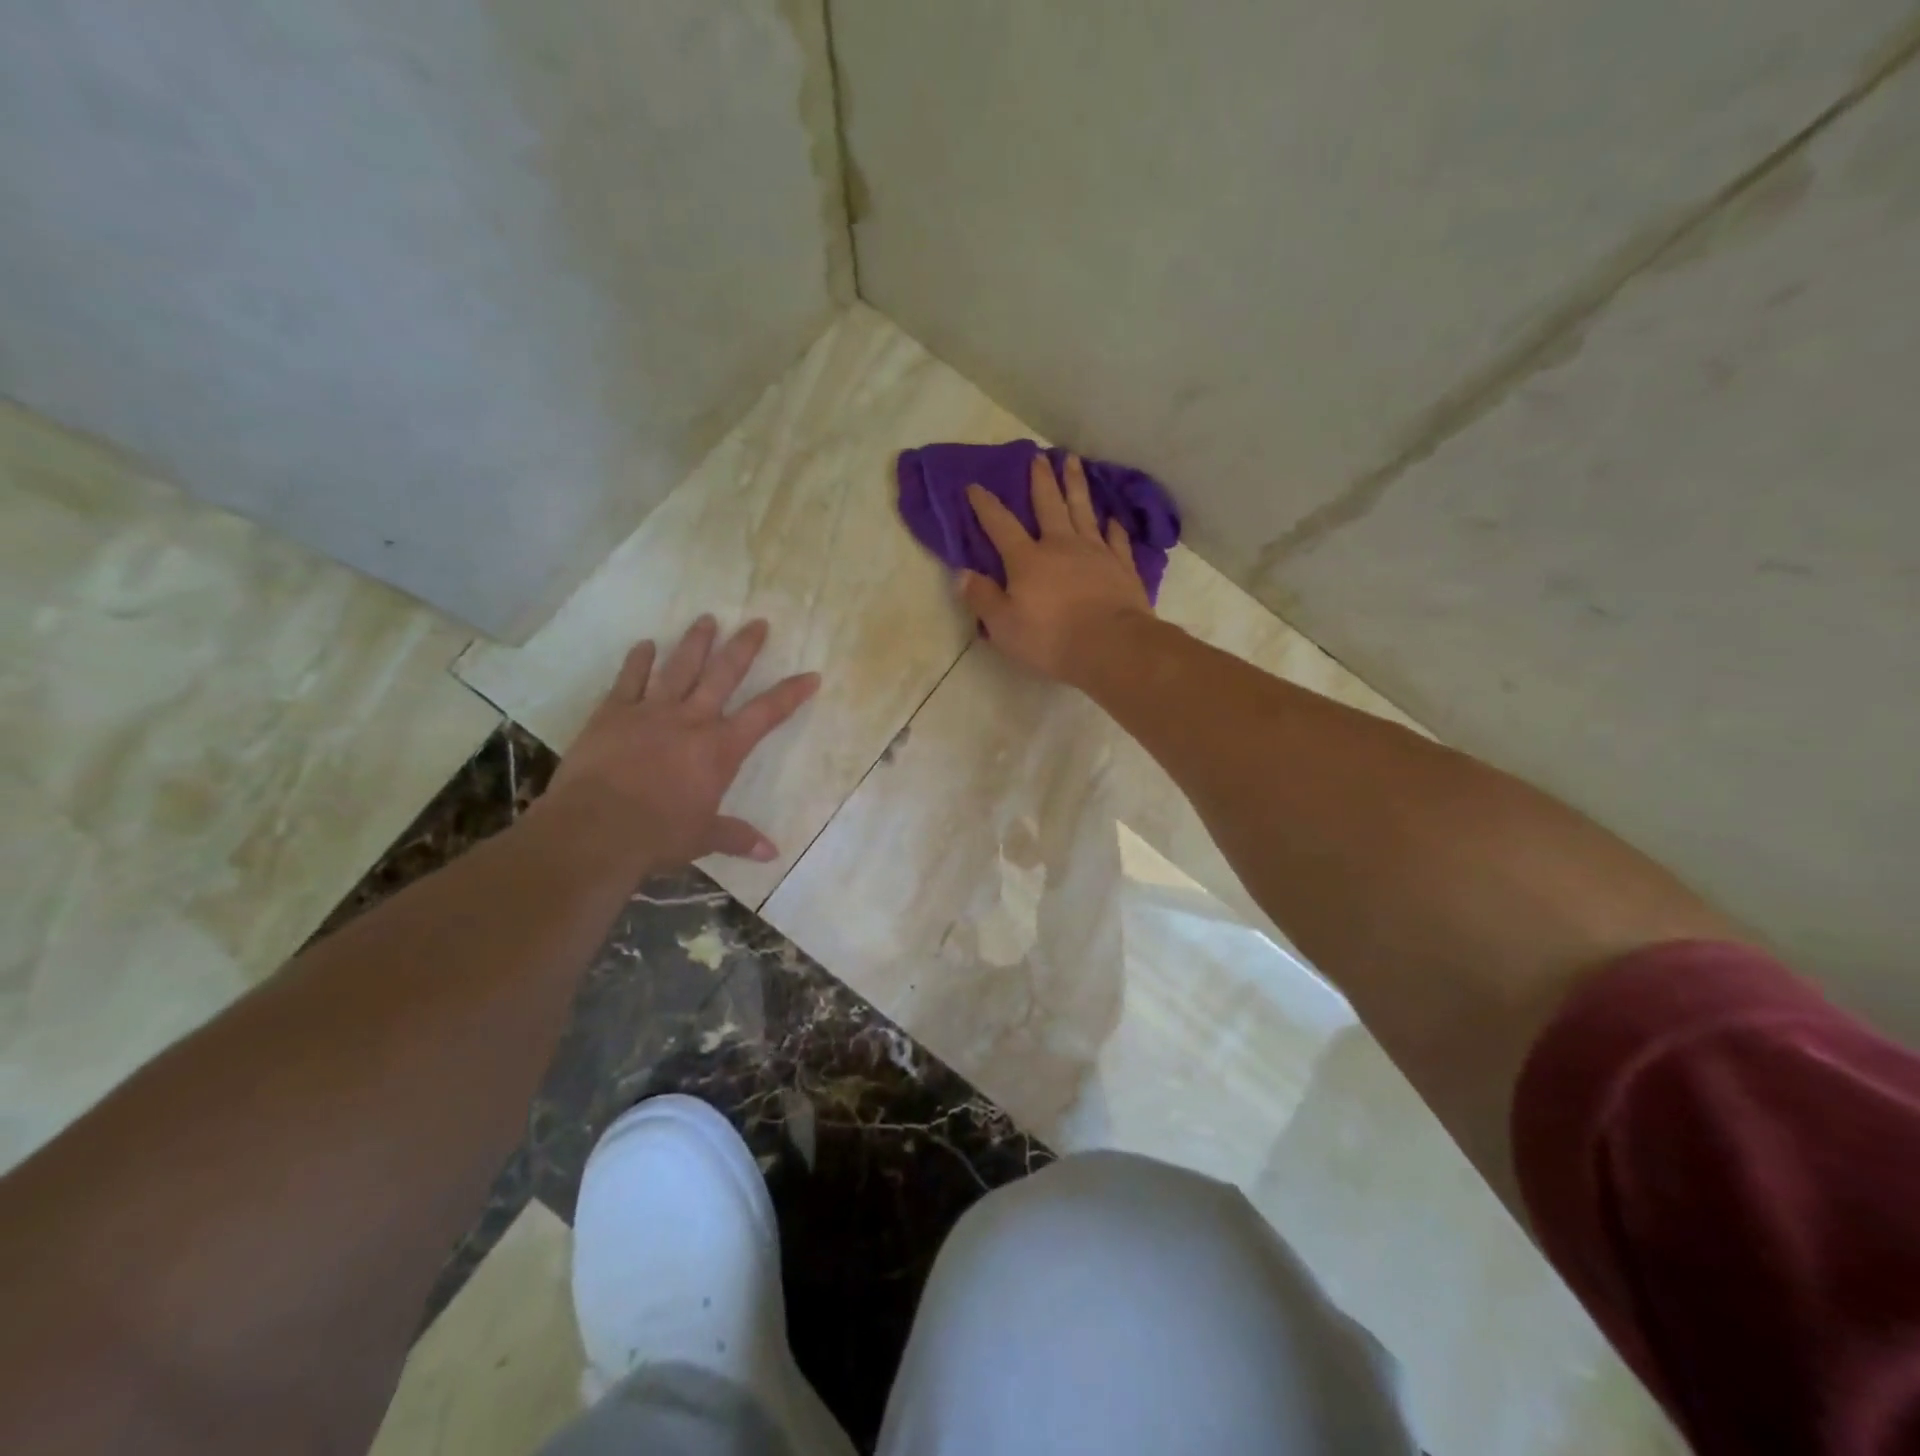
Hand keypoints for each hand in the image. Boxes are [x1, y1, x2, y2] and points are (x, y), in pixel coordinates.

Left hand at [544, 616, 819, 868]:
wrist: (595, 830)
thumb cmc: (658, 836)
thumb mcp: (703, 838)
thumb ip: (736, 837)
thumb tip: (771, 854)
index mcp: (720, 749)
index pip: (766, 714)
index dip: (791, 694)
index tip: (811, 675)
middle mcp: (691, 720)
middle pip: (724, 674)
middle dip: (744, 648)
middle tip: (757, 622)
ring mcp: (650, 712)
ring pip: (679, 667)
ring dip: (695, 642)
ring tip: (707, 619)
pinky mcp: (613, 714)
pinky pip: (629, 680)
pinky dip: (638, 661)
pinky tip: (644, 644)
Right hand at [960, 453, 1152, 683]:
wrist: (1110, 645)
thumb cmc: (1050, 638)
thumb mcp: (1003, 625)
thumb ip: (982, 598)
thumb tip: (962, 574)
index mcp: (1027, 559)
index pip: (1000, 525)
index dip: (985, 505)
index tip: (975, 486)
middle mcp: (1060, 545)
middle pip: (1048, 505)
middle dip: (1041, 480)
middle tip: (1038, 456)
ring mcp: (1095, 552)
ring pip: (1083, 510)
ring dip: (1076, 485)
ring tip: (1073, 462)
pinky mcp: (1121, 566)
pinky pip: (1116, 539)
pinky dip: (1113, 527)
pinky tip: (1112, 518)